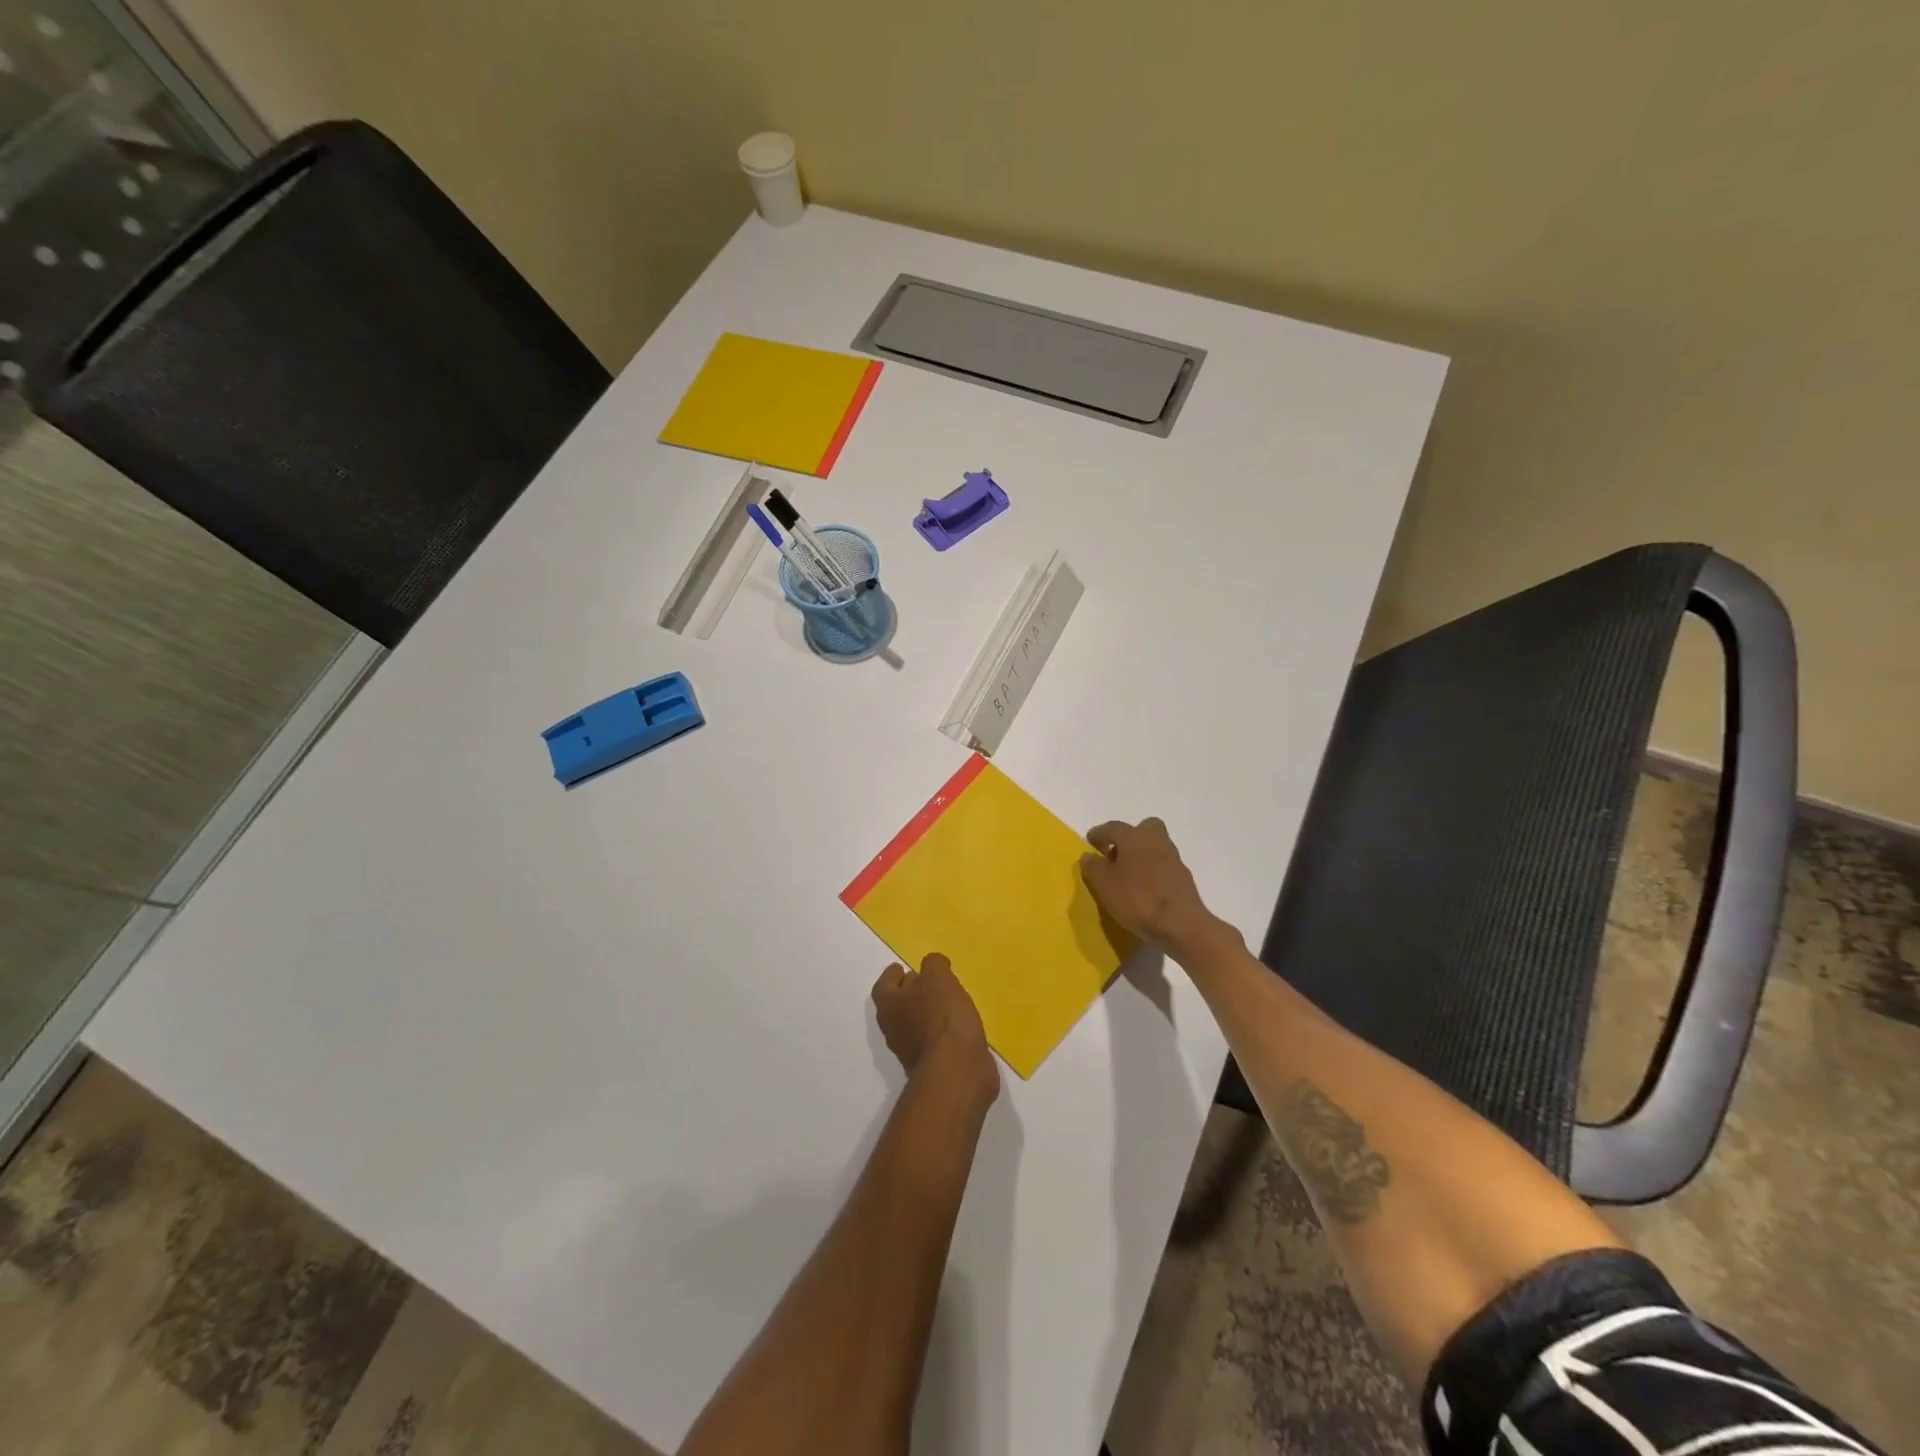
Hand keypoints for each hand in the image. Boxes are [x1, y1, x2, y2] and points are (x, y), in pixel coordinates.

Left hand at [872, 954, 997, 1099]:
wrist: (956, 1071)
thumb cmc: (941, 1017)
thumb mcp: (938, 978)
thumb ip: (933, 965)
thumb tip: (931, 966)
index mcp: (888, 1006)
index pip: (883, 985)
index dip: (891, 975)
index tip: (901, 967)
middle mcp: (893, 1029)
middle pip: (897, 1005)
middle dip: (910, 992)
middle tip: (926, 981)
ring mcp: (910, 1051)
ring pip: (914, 1024)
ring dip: (926, 1012)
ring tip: (946, 1000)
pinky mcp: (930, 1065)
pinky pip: (932, 1040)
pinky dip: (940, 1030)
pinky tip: (956, 1024)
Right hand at [1080, 817, 1230, 956]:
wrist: (1181, 924)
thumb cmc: (1137, 898)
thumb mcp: (1104, 884)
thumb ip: (1093, 867)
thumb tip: (1088, 855)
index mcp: (1135, 837)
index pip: (1113, 827)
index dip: (1099, 833)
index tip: (1090, 841)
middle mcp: (1156, 841)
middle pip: (1143, 828)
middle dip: (1129, 837)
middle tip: (1116, 854)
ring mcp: (1174, 859)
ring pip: (1155, 847)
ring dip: (1142, 855)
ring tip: (1128, 875)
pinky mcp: (1184, 878)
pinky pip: (1163, 866)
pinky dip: (1153, 872)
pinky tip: (1145, 888)